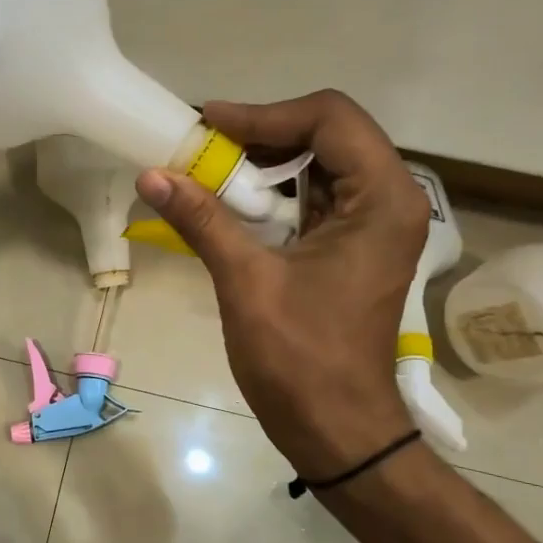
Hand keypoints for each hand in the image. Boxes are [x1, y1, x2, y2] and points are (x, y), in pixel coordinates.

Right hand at [133, 90, 428, 478]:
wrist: (338, 429)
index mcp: (383, 199)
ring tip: (209, 169)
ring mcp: (375, 226)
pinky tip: (232, 204)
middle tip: (203, 145)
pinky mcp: (355, 248)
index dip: (264, 113)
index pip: (330, 118)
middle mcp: (391, 201)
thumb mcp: (247, 281)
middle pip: (328, 135)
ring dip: (266, 164)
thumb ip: (202, 220)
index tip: (208, 124)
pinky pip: (316, 200)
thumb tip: (151, 175)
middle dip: (263, 134)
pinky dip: (274, 194)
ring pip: (321, 165)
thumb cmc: (301, 359)